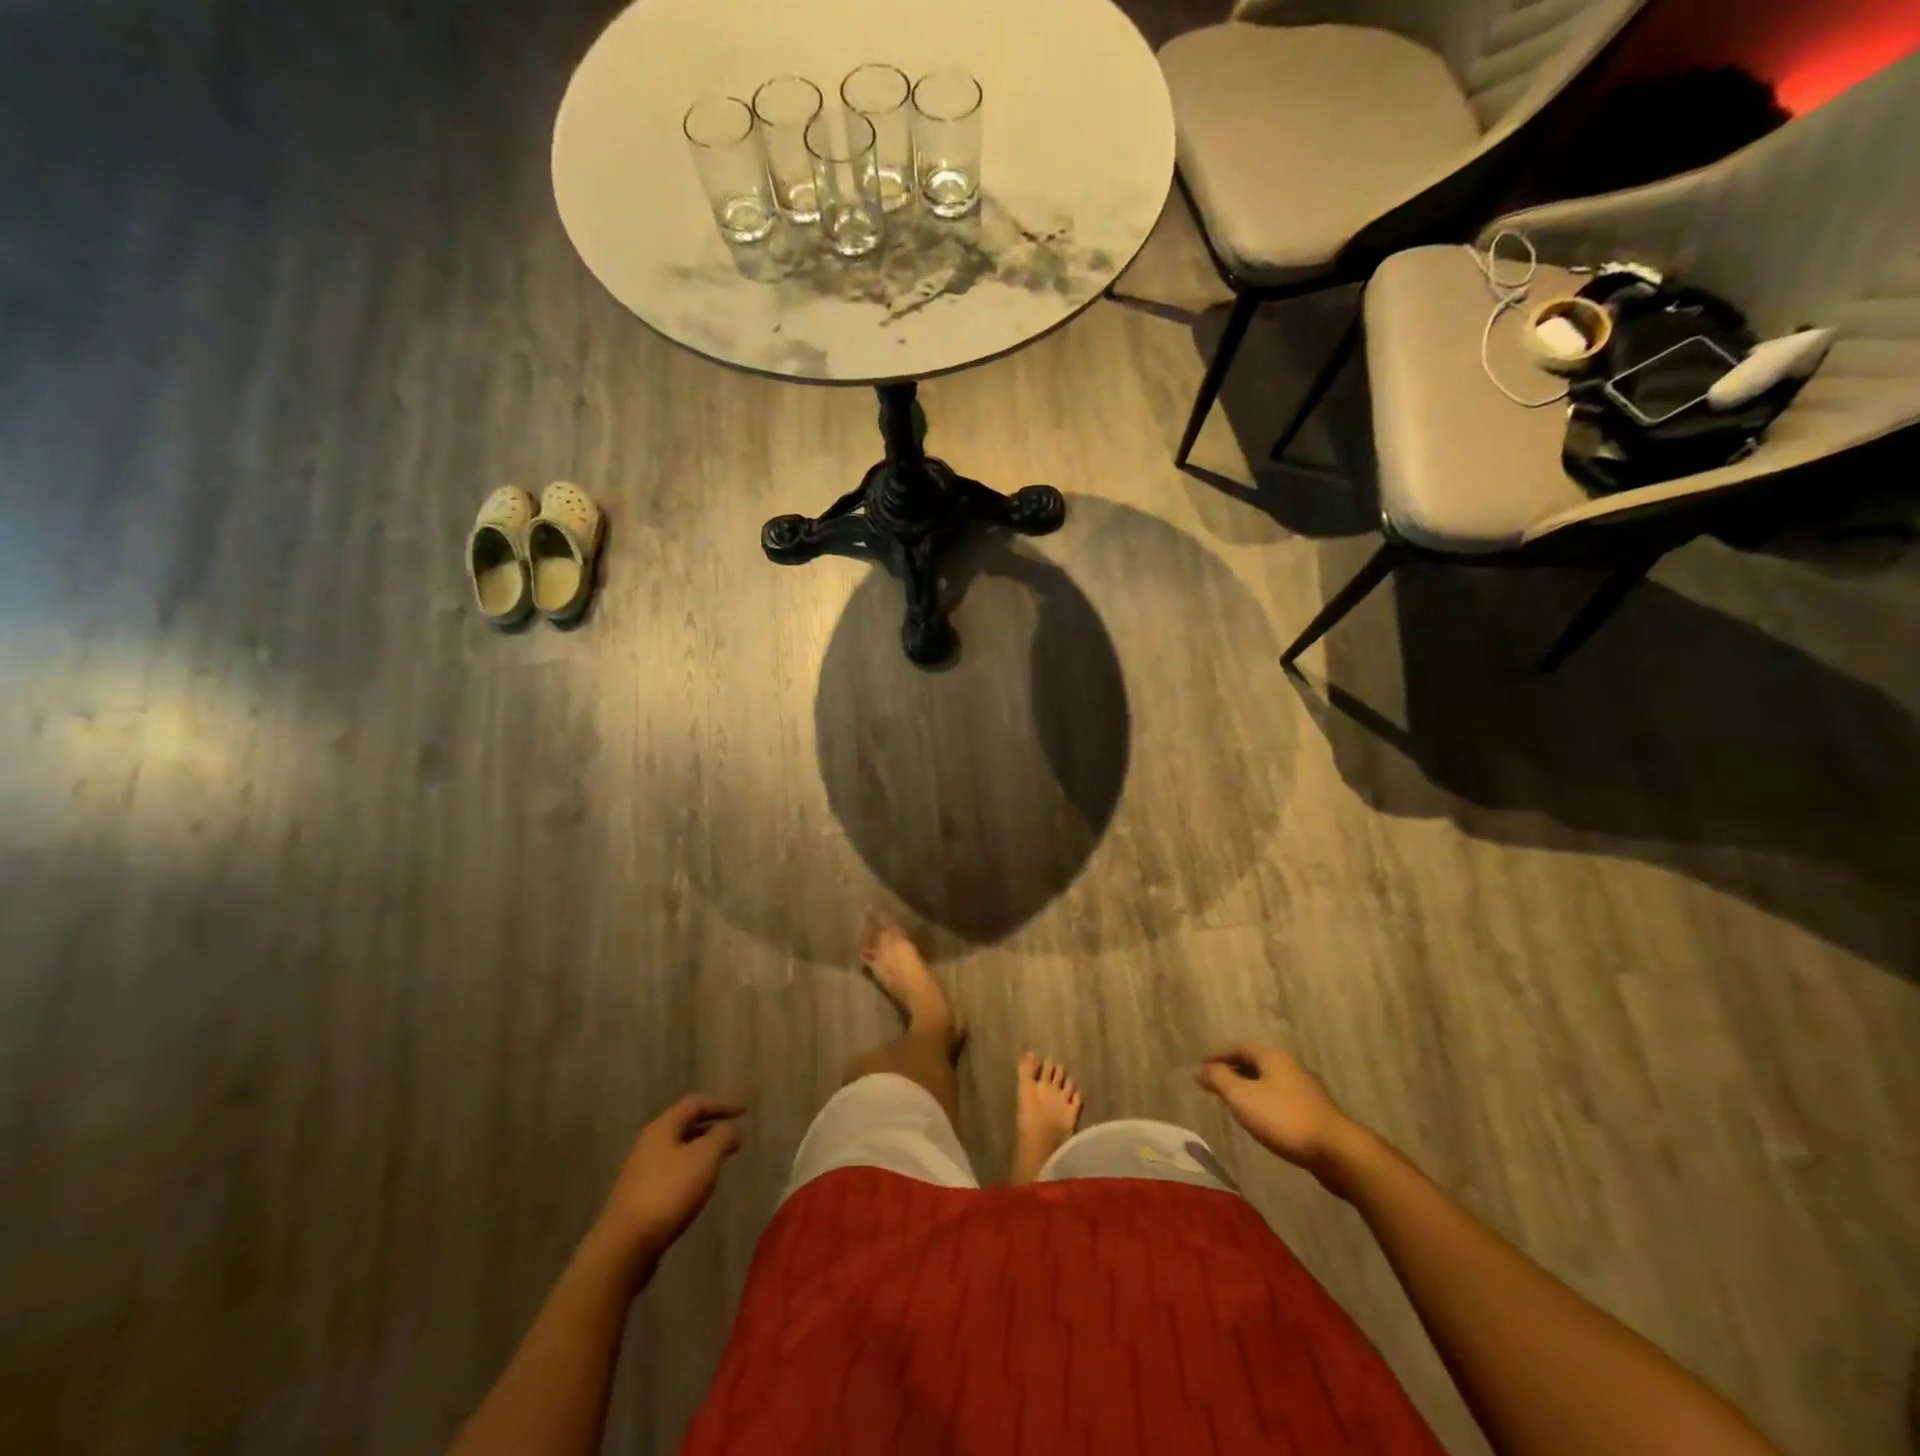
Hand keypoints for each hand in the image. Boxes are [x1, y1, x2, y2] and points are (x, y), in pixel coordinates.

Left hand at [594, 1095, 745, 1267]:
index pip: (694, 1104)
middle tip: (731, 1132)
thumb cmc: (668, 1192)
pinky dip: (689, 1171)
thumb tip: (732, 1129)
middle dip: (709, 1126)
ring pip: (676, 1150)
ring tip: (719, 1159)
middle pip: (683, 1126)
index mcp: (662, 1128)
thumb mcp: (705, 1158)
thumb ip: (722, 1137)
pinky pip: (670, 1173)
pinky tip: (697, 1187)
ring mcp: (640, 1172)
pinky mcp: (638, 1198)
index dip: (721, 1104)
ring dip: (699, 1150)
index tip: (744, 1110)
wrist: (624, 1247)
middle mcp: (648, 1144)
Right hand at [1196, 1044, 1357, 1179]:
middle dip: (1234, 1071)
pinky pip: (1281, 1100)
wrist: (1337, 1152)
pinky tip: (1261, 1119)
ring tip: (1234, 1101)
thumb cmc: (1284, 1118)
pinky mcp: (1315, 1113)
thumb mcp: (1243, 1097)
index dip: (1219, 1055)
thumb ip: (1220, 1080)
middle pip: (1256, 1063)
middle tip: (1215, 1082)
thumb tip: (1200, 1069)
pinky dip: (1264, 1103)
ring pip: (1270, 1082)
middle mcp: (1290, 1068)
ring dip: (1249, 1087)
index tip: (1202, 1065)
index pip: (1240, 1048)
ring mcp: (1306, 1091)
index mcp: (1273, 1058)